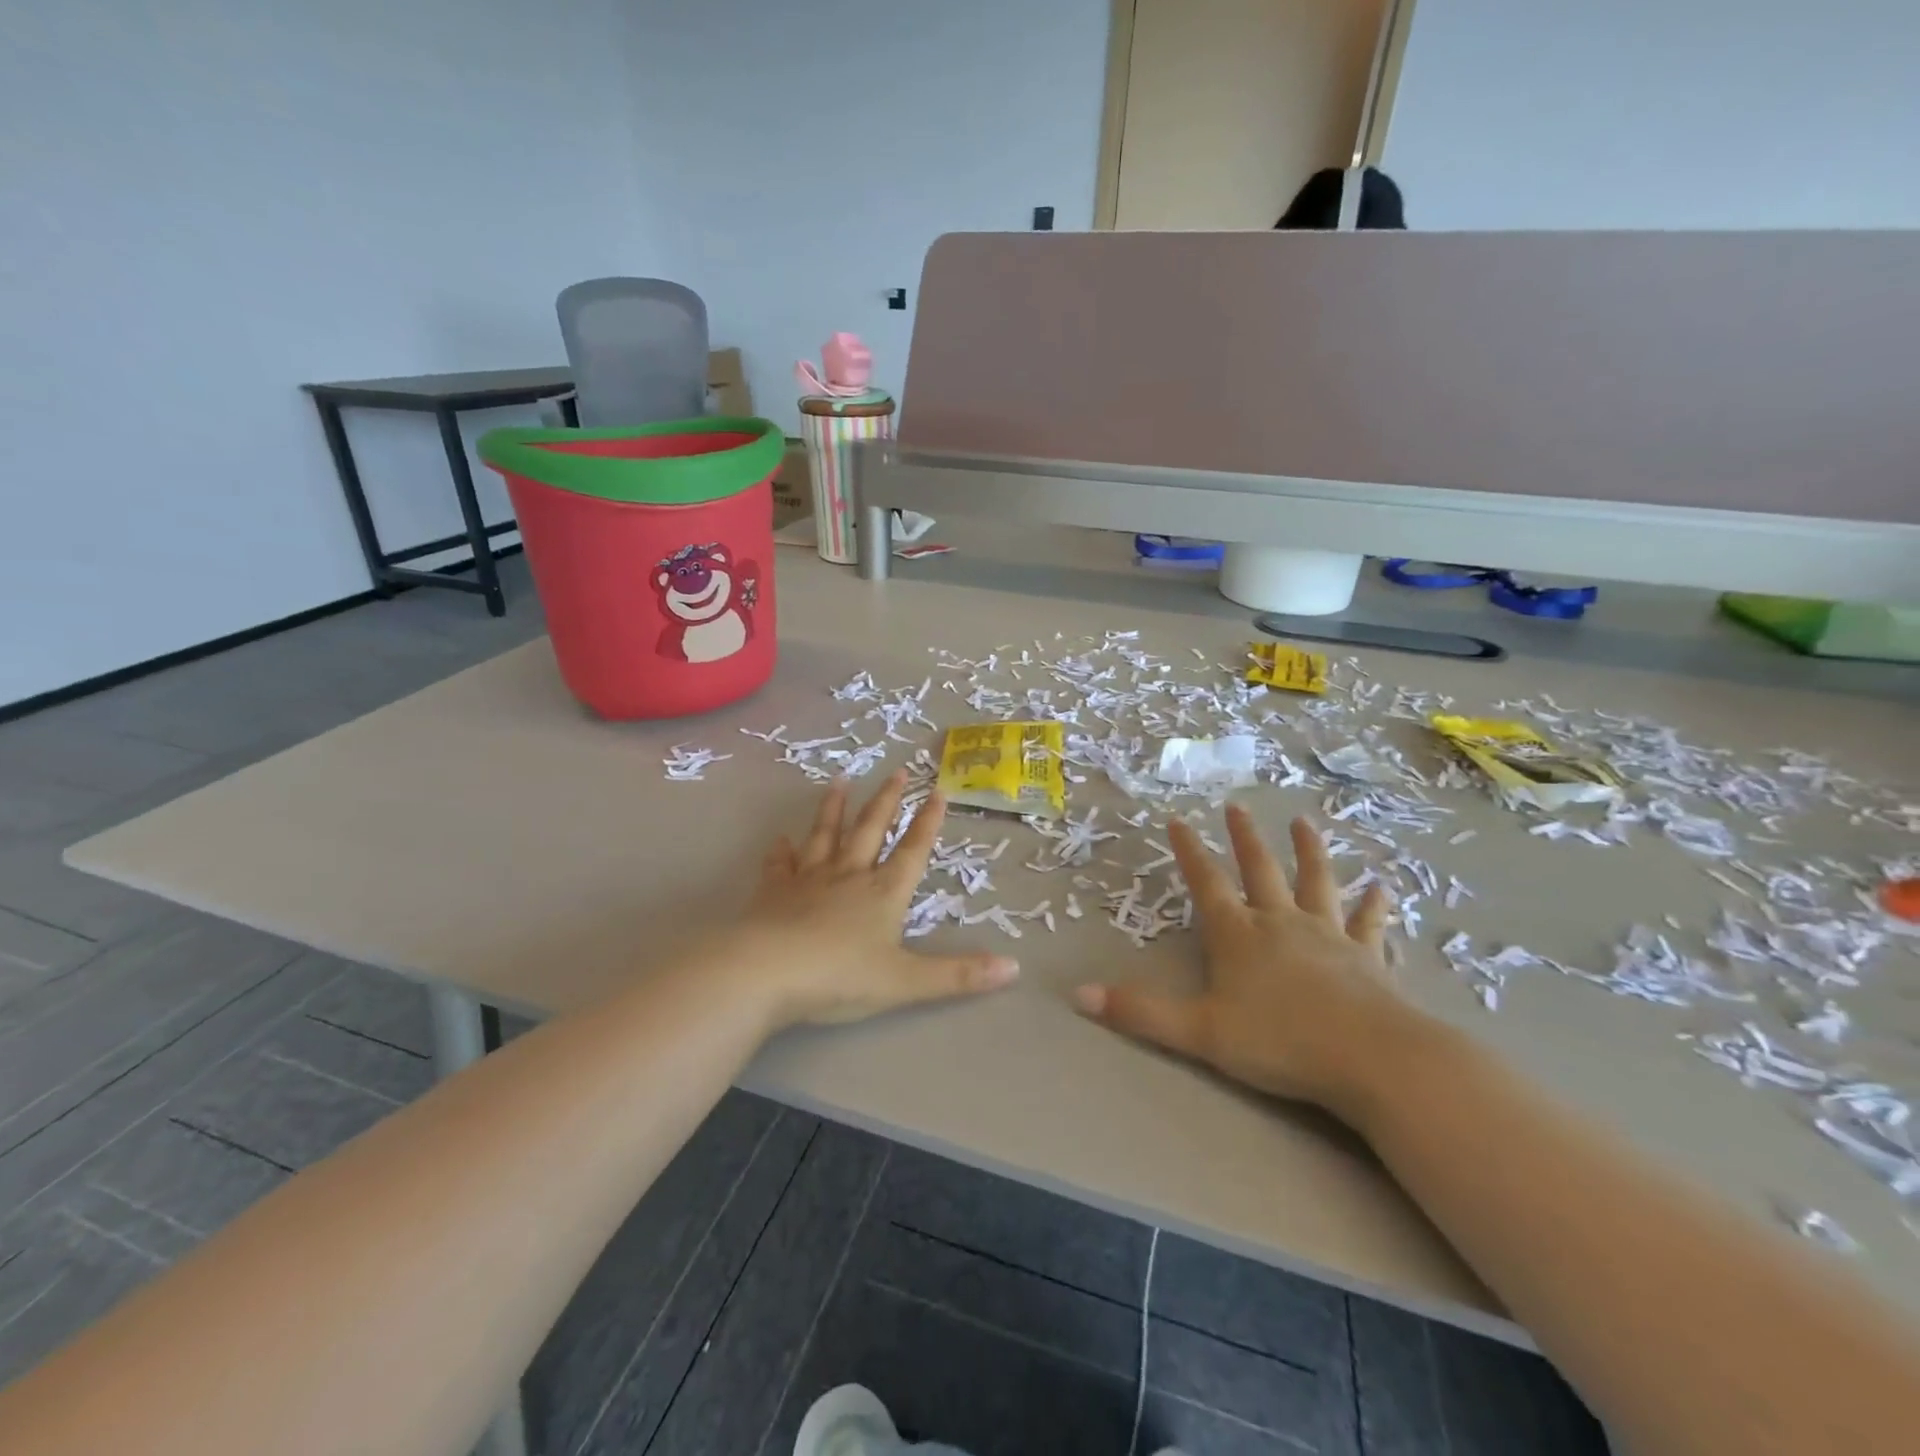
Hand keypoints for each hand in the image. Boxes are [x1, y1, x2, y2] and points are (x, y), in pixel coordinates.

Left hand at [738, 771, 1019, 1027]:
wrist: (766, 973)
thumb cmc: (840, 977)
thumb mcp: (907, 982)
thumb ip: (959, 975)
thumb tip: (1014, 968)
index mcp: (883, 893)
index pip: (913, 850)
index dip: (928, 822)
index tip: (938, 790)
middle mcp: (849, 876)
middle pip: (871, 830)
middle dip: (887, 800)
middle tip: (897, 770)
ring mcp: (808, 880)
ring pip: (825, 835)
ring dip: (834, 808)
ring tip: (840, 780)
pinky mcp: (773, 892)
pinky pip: (780, 864)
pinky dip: (781, 851)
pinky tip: (780, 839)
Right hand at [1074, 804, 1414, 1117]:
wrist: (1371, 1058)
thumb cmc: (1280, 1043)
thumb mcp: (1199, 1032)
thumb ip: (1141, 1013)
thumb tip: (1078, 996)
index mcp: (1238, 935)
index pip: (1206, 883)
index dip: (1189, 852)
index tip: (1176, 820)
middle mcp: (1280, 923)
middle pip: (1260, 870)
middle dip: (1244, 837)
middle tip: (1236, 805)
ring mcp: (1327, 936)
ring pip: (1316, 882)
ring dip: (1309, 851)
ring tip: (1303, 822)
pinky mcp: (1367, 957)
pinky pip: (1368, 924)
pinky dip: (1374, 905)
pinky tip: (1383, 888)